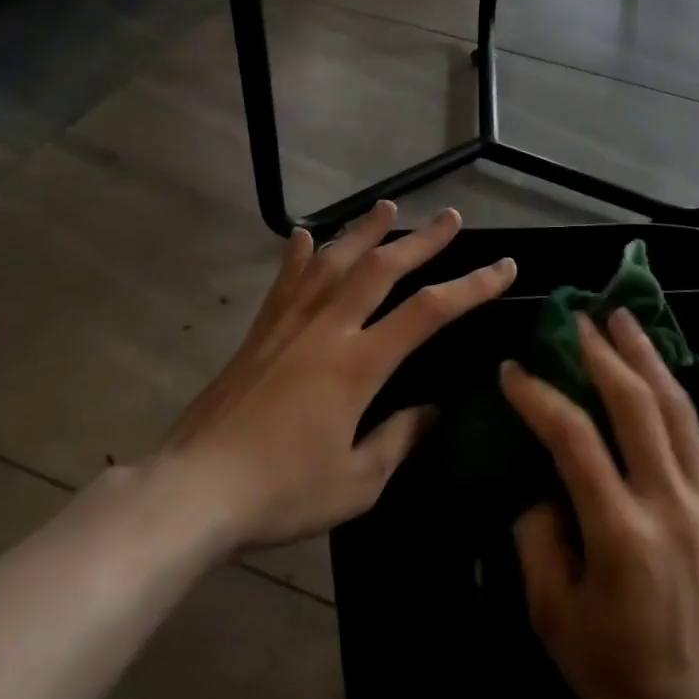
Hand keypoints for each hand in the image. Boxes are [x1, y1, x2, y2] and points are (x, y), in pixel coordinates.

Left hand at [161, 201, 514, 552]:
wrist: (194, 489)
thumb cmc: (281, 491)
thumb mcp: (356, 482)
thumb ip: (398, 440)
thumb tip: (432, 413)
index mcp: (357, 365)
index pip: (427, 312)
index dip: (471, 286)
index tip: (503, 267)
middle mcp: (325, 329)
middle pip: (380, 268)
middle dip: (422, 241)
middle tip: (450, 217)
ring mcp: (287, 325)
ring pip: (333, 262)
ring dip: (364, 231)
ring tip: (388, 207)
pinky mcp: (258, 333)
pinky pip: (285, 282)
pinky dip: (300, 256)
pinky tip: (307, 236)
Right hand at [504, 309, 698, 698]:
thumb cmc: (621, 677)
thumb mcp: (555, 619)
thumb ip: (538, 540)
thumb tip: (540, 486)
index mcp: (621, 534)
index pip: (575, 439)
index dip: (540, 397)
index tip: (512, 371)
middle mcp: (670, 505)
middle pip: (637, 406)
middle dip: (604, 354)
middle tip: (578, 319)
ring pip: (677, 410)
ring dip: (647, 358)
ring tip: (625, 319)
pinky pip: (695, 436)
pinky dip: (672, 394)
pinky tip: (656, 374)